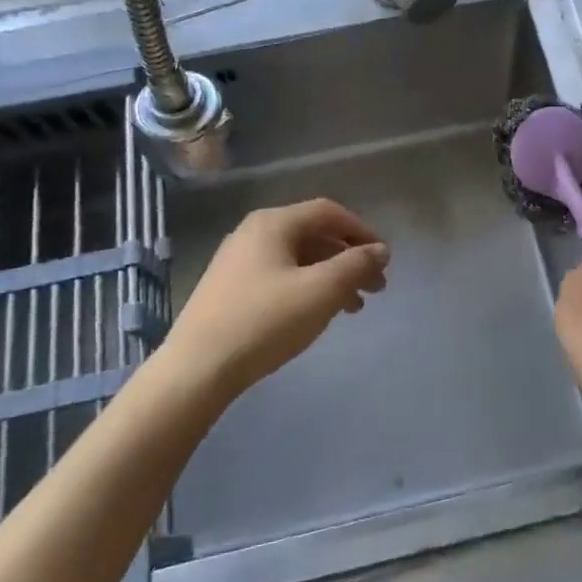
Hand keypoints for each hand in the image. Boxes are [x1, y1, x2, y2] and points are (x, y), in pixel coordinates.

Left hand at [169, 199, 388, 400]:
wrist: (196, 369)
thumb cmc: (265, 321)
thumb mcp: (321, 291)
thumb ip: (356, 265)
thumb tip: (380, 250)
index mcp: (273, 223)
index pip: (328, 212)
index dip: (362, 231)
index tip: (384, 258)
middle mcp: (253, 232)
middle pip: (313, 235)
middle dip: (349, 258)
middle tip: (376, 287)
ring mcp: (237, 261)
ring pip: (298, 259)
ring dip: (331, 276)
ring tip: (354, 307)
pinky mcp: (229, 289)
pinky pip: (280, 276)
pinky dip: (307, 288)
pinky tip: (318, 314)